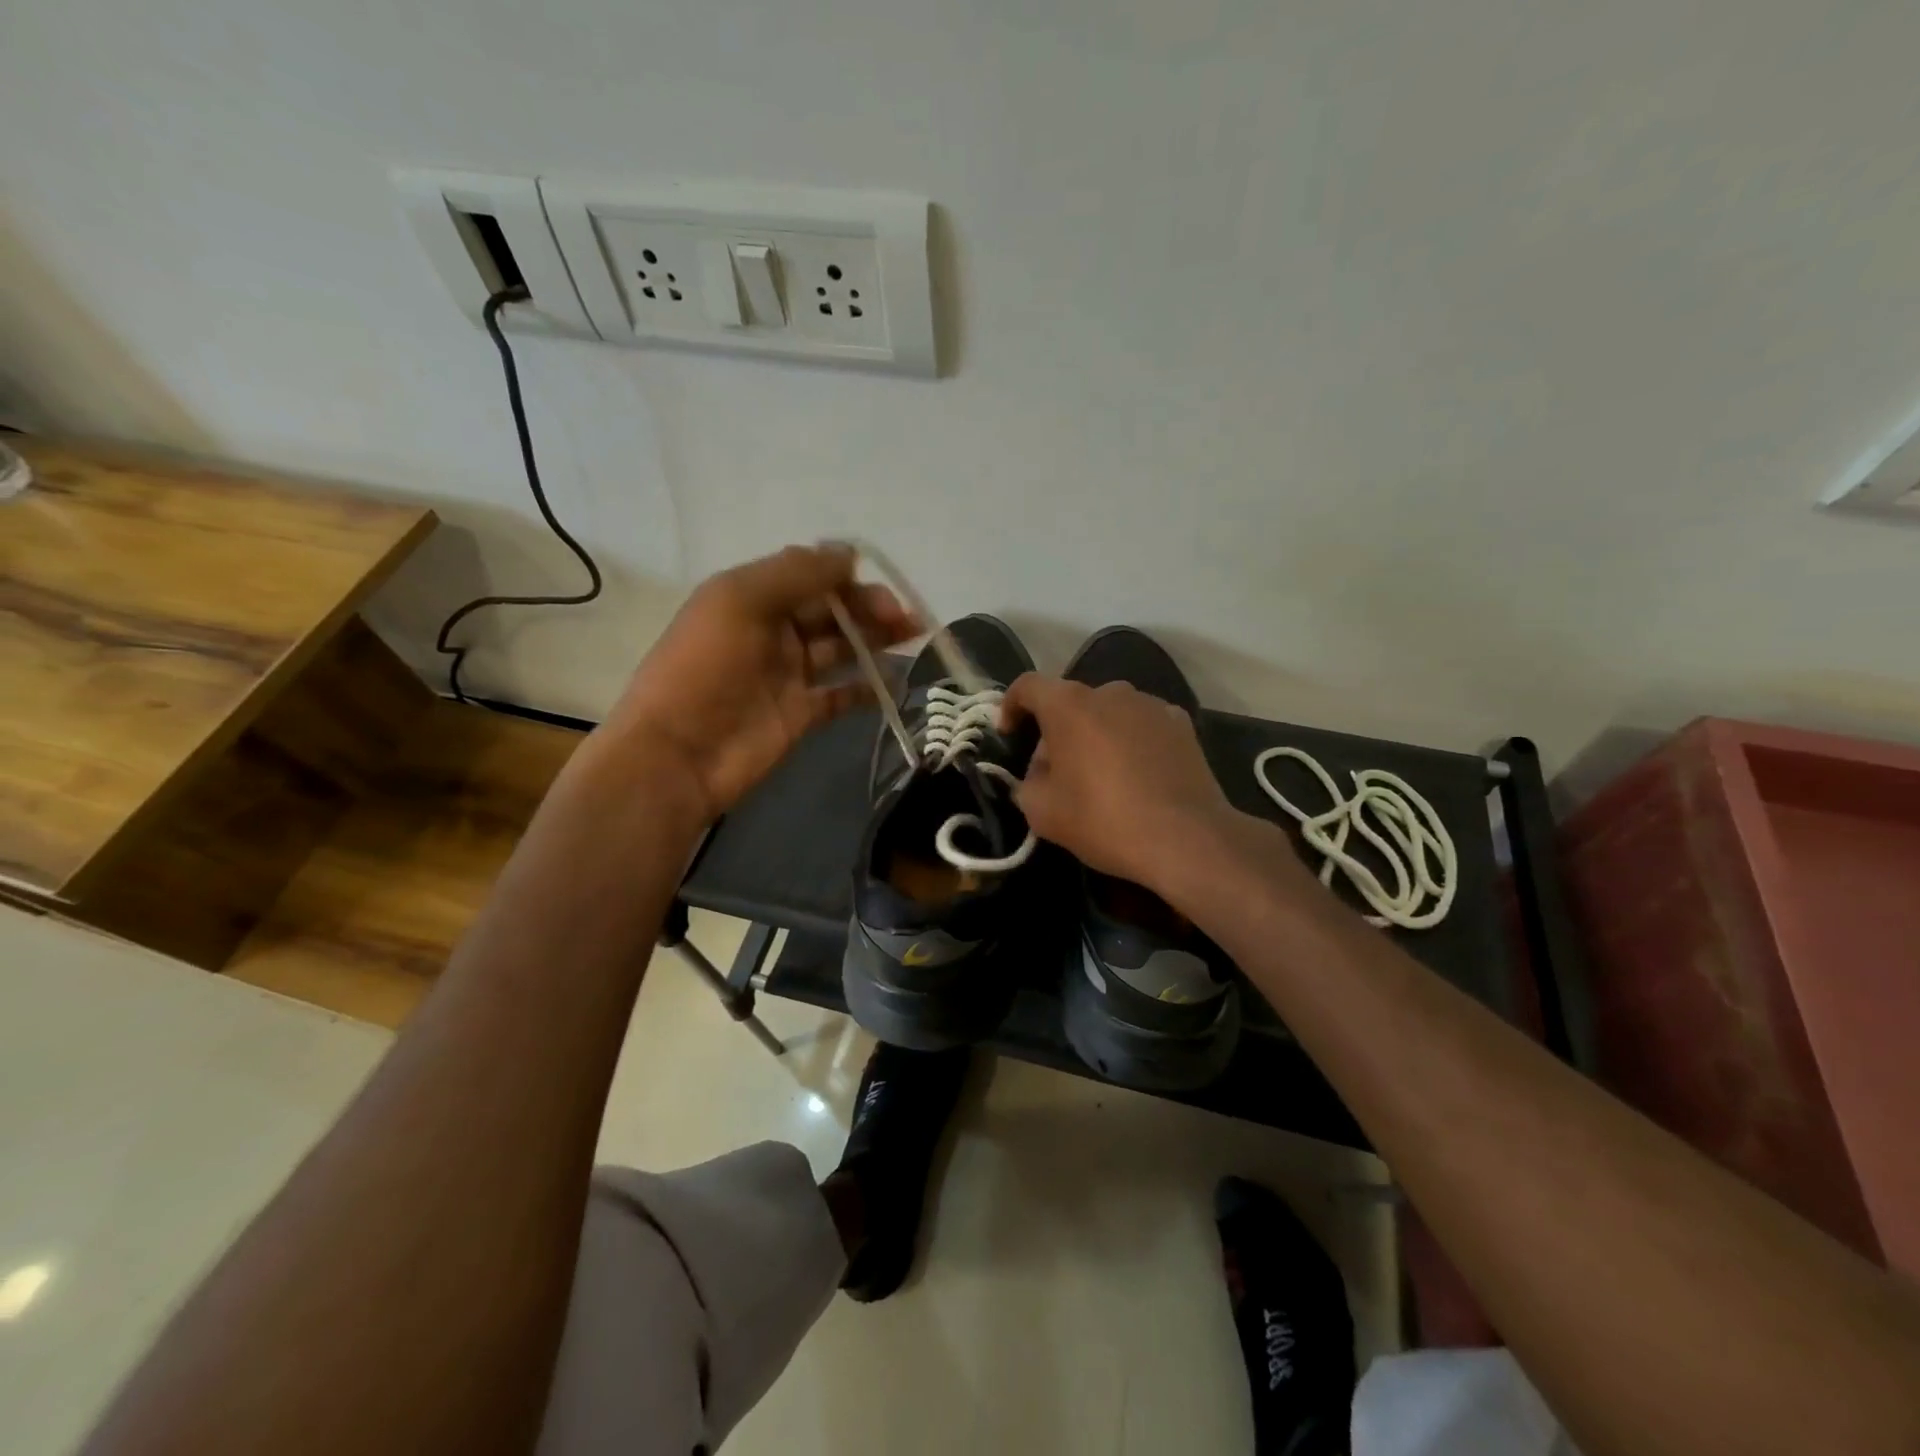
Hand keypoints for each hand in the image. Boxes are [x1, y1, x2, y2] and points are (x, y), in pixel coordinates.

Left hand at [606, 544, 918, 819]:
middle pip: (832, 610)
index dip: (844, 574)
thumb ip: (796, 574)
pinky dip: (869, 687)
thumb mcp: (740, 601)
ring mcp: (790, 674)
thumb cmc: (704, 668)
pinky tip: (894, 681)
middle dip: (870, 607)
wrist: (678, 754)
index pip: (809, 574)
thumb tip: (848, 555)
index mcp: (753, 596)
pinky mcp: (803, 713)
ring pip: (843, 647)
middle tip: (904, 618)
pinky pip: (843, 694)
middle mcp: (774, 630)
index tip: (878, 580)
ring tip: (913, 636)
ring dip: (877, 639)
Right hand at [999, 673, 1250, 893]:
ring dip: (1096, 734)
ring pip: (1109, 712)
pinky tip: (1137, 775)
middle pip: (1071, 702)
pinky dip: (1131, 741)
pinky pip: (1142, 725)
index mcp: (1069, 705)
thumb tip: (1039, 775)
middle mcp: (1110, 692)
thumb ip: (1027, 784)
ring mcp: (1151, 705)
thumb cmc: (1103, 820)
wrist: (1186, 838)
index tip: (1009, 734)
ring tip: (1100, 775)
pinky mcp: (1182, 724)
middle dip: (1057, 731)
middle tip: (1055, 772)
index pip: (1029, 686)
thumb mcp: (1042, 812)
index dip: (1011, 706)